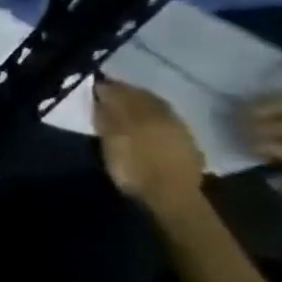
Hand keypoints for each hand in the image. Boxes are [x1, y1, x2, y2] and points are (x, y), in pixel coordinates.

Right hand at [93, 80, 205, 209]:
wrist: (172, 197)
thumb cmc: (134, 170)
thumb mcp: (111, 144)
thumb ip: (106, 119)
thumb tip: (100, 97)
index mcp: (143, 114)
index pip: (123, 93)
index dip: (108, 87)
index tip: (94, 84)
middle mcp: (164, 116)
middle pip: (143, 97)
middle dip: (126, 91)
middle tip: (109, 89)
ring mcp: (179, 128)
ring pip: (158, 106)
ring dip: (142, 100)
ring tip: (127, 101)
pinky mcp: (187, 141)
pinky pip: (168, 118)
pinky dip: (155, 113)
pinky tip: (148, 118)